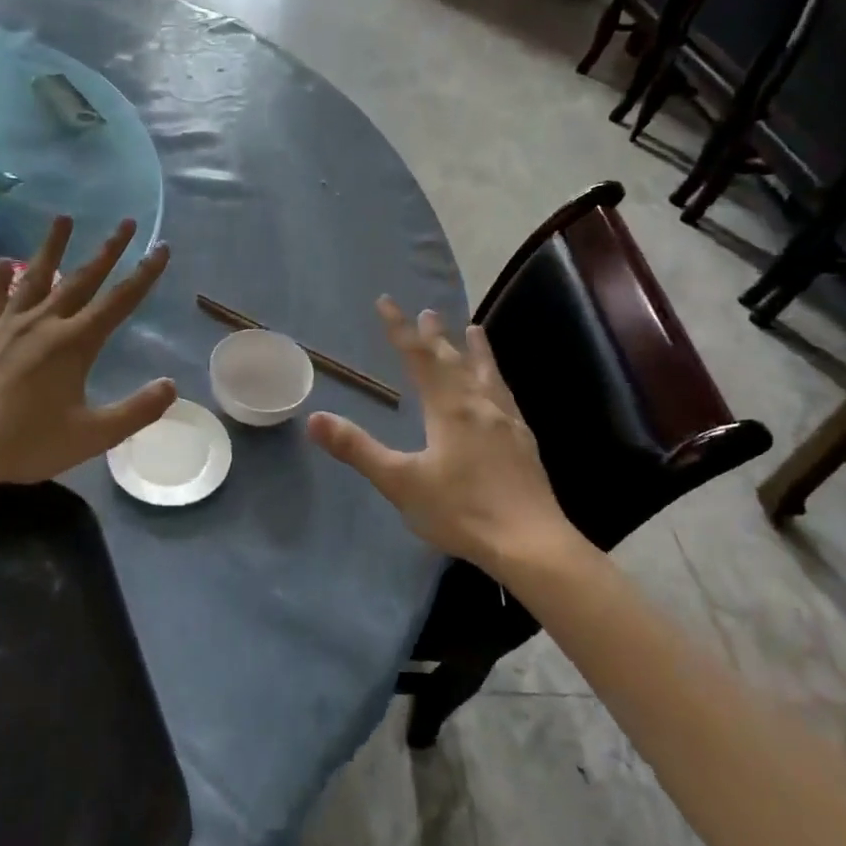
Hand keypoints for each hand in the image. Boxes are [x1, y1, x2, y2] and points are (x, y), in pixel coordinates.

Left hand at [0, 217, 175, 493]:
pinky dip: (0, 278)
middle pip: (83, 278)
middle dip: (109, 249)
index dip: (144, 274)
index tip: (161, 248)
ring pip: (37, 276)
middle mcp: (45, 322)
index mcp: (75, 343)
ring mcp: (9, 324)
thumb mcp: (92, 436)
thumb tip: (172, 386)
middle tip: (127, 222)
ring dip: (53, 246)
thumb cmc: (26, 441)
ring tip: (64, 217)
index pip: (120, 301)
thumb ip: (136, 411)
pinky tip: (4, 262)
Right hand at [307, 299, 588, 571]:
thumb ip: (358, 449)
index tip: (385, 301)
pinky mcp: (524, 441)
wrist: (532, 544)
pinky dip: (497, 378)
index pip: (417, 356)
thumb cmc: (461, 511)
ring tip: (474, 329)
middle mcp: (478, 404)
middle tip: (427, 311)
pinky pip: (506, 395)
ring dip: (476, 349)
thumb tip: (314, 419)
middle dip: (436, 335)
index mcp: (448, 407)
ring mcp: (506, 421)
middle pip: (453, 359)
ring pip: (486, 373)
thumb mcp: (400, 482)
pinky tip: (500, 390)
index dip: (399, 328)